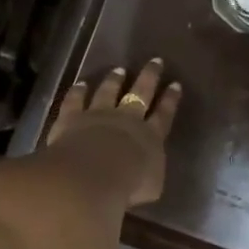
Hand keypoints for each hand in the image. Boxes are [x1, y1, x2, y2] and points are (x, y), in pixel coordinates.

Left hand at [46, 59, 183, 207]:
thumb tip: (149, 174)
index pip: (164, 115)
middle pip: (140, 93)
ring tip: (119, 70)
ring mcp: (98, 114)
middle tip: (155, 61)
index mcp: (151, 138)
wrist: (92, 175)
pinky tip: (80, 83)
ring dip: (114, 80)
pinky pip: (76, 100)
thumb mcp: (151, 188)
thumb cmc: (128, 186)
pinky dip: (78, 91)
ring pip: (108, 91)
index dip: (170, 100)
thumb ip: (151, 176)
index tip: (175, 85)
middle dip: (150, 77)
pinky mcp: (73, 117)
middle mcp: (127, 119)